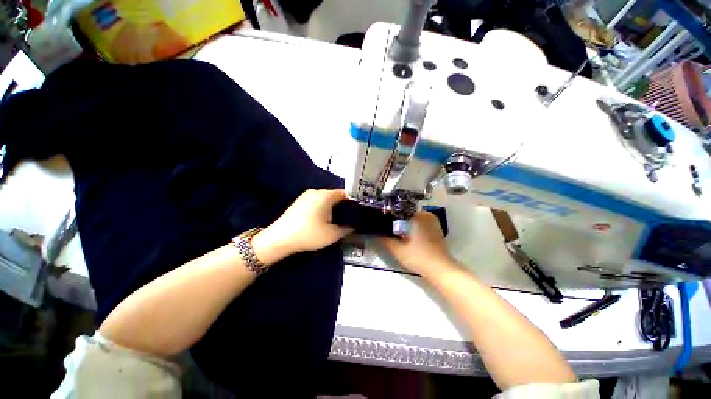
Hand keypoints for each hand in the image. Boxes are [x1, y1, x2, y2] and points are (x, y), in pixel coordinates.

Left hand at [253, 189, 351, 262]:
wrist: (279, 239)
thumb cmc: (309, 234)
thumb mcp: (332, 235)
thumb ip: (347, 229)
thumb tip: (354, 225)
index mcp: (326, 195)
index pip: (345, 193)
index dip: (352, 202)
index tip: (356, 213)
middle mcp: (316, 191)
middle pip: (334, 195)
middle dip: (342, 206)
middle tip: (346, 219)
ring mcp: (306, 195)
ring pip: (325, 199)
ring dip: (331, 207)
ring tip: (334, 221)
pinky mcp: (299, 201)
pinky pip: (316, 201)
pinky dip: (322, 208)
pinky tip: (320, 220)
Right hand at [378, 211, 452, 277]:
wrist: (440, 269)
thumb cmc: (418, 258)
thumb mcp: (398, 250)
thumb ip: (385, 240)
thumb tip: (376, 232)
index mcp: (417, 216)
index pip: (398, 210)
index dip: (389, 216)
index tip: (383, 223)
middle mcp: (425, 214)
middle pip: (405, 213)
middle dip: (397, 220)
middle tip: (389, 229)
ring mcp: (432, 220)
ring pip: (412, 217)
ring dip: (405, 223)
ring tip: (397, 232)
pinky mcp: (435, 227)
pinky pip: (420, 221)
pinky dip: (413, 226)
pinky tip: (408, 235)